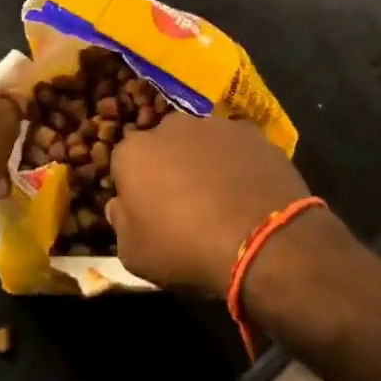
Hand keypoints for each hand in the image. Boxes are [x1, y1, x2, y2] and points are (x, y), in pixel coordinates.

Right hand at [107, 112, 310, 296]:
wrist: (261, 239)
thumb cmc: (185, 248)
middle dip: (168, 167)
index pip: (123, 164)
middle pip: (162, 146)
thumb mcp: (134, 254)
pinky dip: (237, 164)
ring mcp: (212, 125)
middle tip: (184, 204)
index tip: (148, 213)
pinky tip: (248, 194)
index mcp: (133, 152)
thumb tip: (119, 206)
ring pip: (200, 142)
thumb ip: (120, 223)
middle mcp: (168, 127)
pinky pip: (235, 148)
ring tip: (221, 200)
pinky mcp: (250, 133)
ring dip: (204, 163)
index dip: (135, 189)